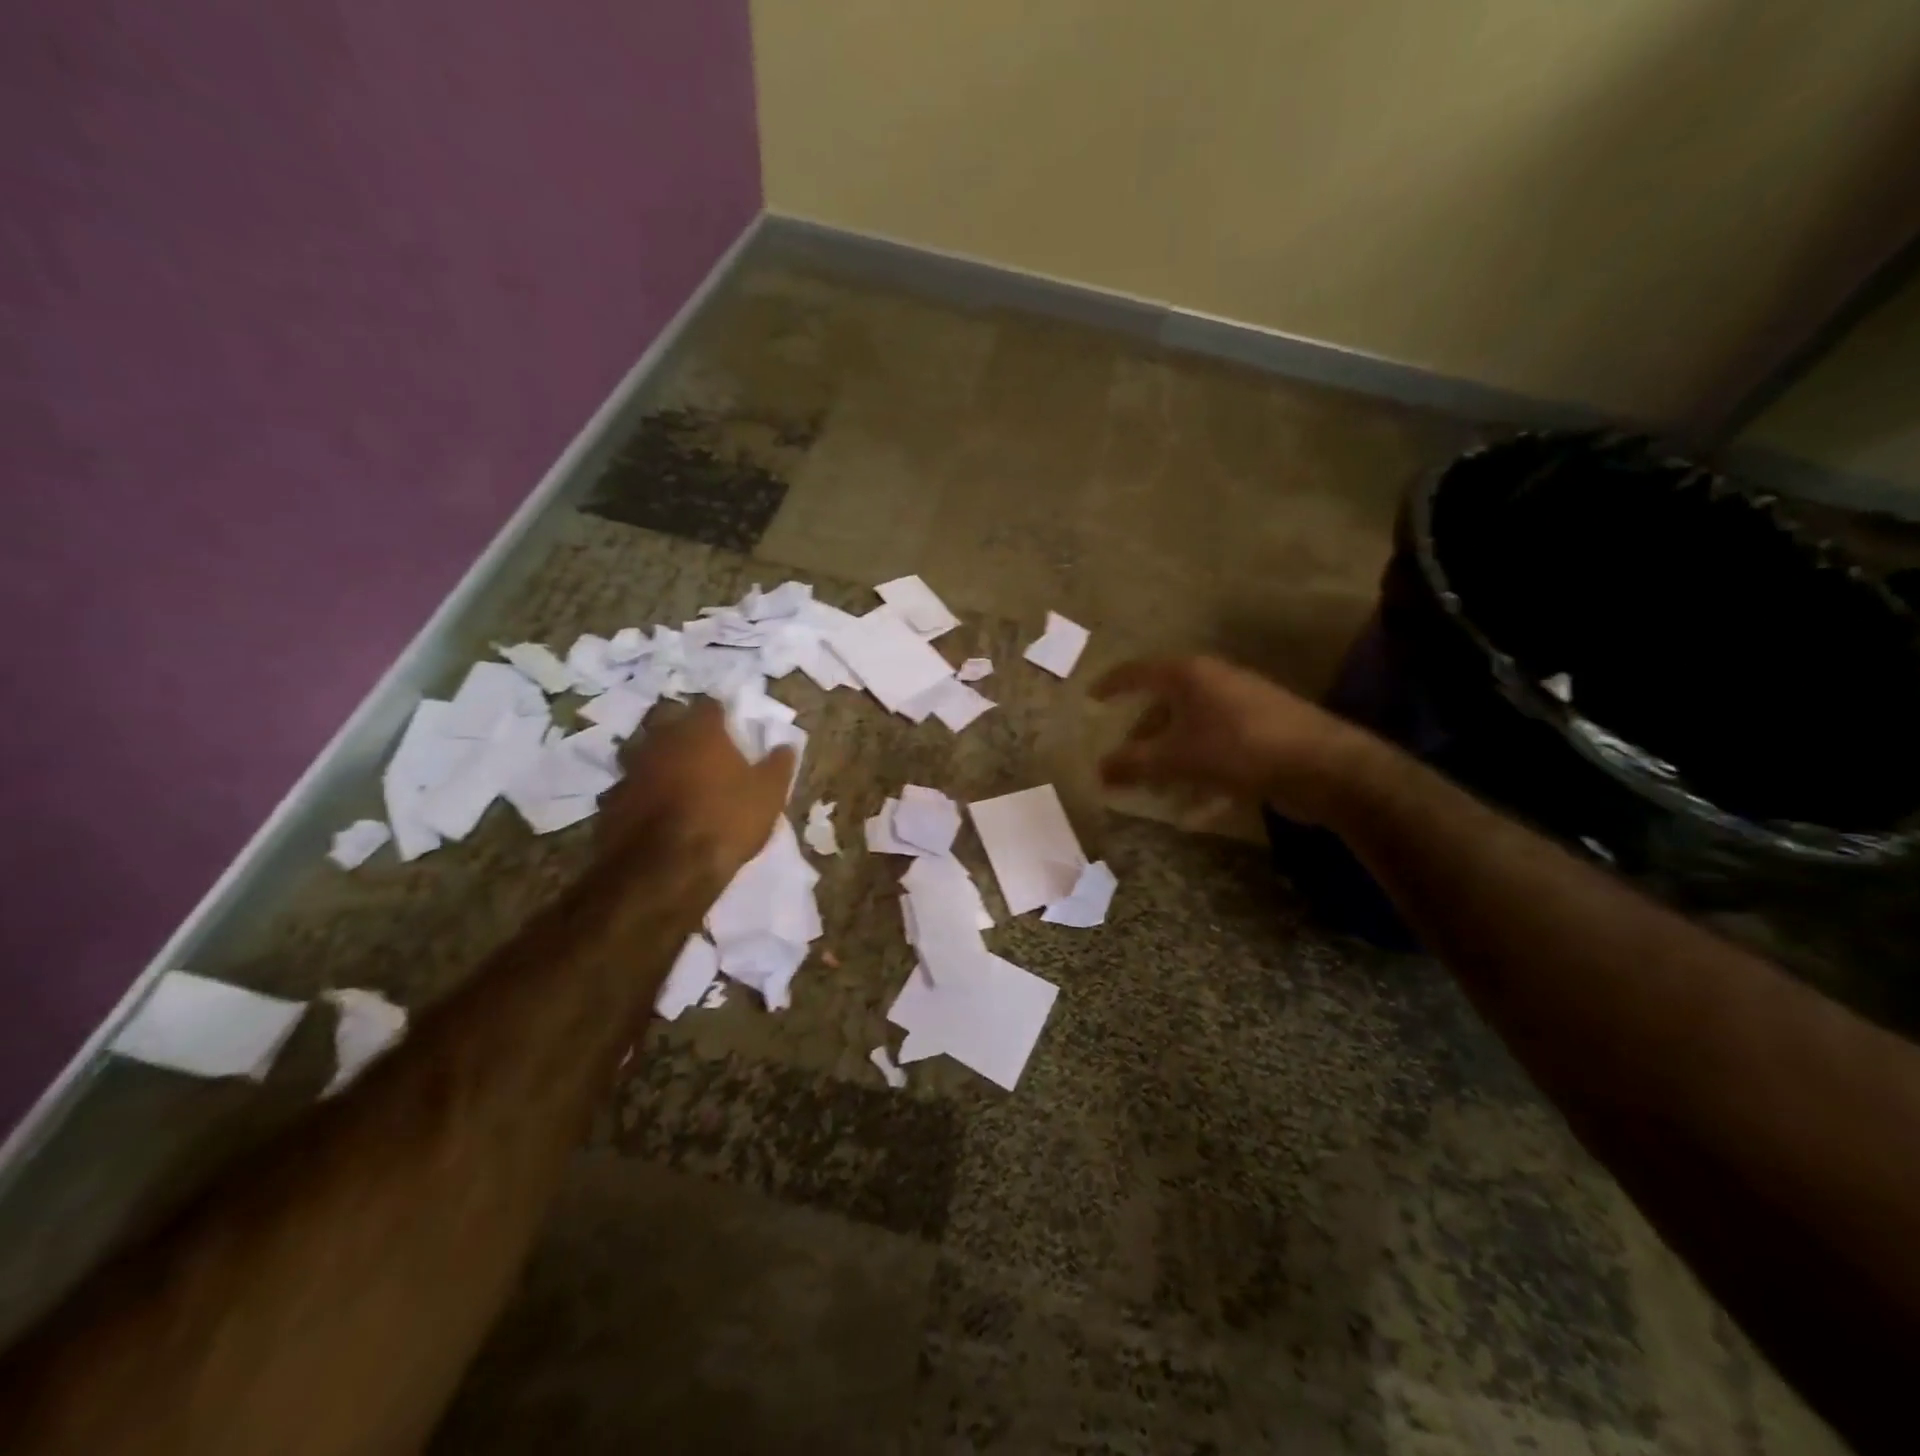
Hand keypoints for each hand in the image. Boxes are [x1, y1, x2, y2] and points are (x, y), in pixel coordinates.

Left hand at [597, 698, 793, 874]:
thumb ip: (778, 765)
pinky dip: (639, 793)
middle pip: (668, 722)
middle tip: (700, 750)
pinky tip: (651, 809)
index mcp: (700, 730)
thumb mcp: (769, 795)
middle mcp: (660, 740)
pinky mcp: (610, 801)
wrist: (665, 870)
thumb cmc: (726, 820)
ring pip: (642, 752)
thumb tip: (786, 746)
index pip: (710, 706)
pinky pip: (628, 787)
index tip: (731, 728)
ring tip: (672, 777)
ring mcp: (630, 770)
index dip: (721, 716)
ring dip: (656, 760)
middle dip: (682, 731)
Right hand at [1092, 655, 1370, 823]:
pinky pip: (1216, 749)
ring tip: (1154, 788)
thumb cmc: (1238, 749)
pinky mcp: (1262, 732)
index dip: (1113, 684)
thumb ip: (1132, 764)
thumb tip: (1098, 770)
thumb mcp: (1176, 759)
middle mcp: (1215, 681)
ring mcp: (1242, 706)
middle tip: (1124, 759)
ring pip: (1191, 729)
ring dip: (1170, 758)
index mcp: (1190, 674)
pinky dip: (1199, 772)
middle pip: (1166, 703)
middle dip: (1142, 735)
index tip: (1092, 698)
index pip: (1139, 671)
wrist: (1323, 765)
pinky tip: (1194, 808)